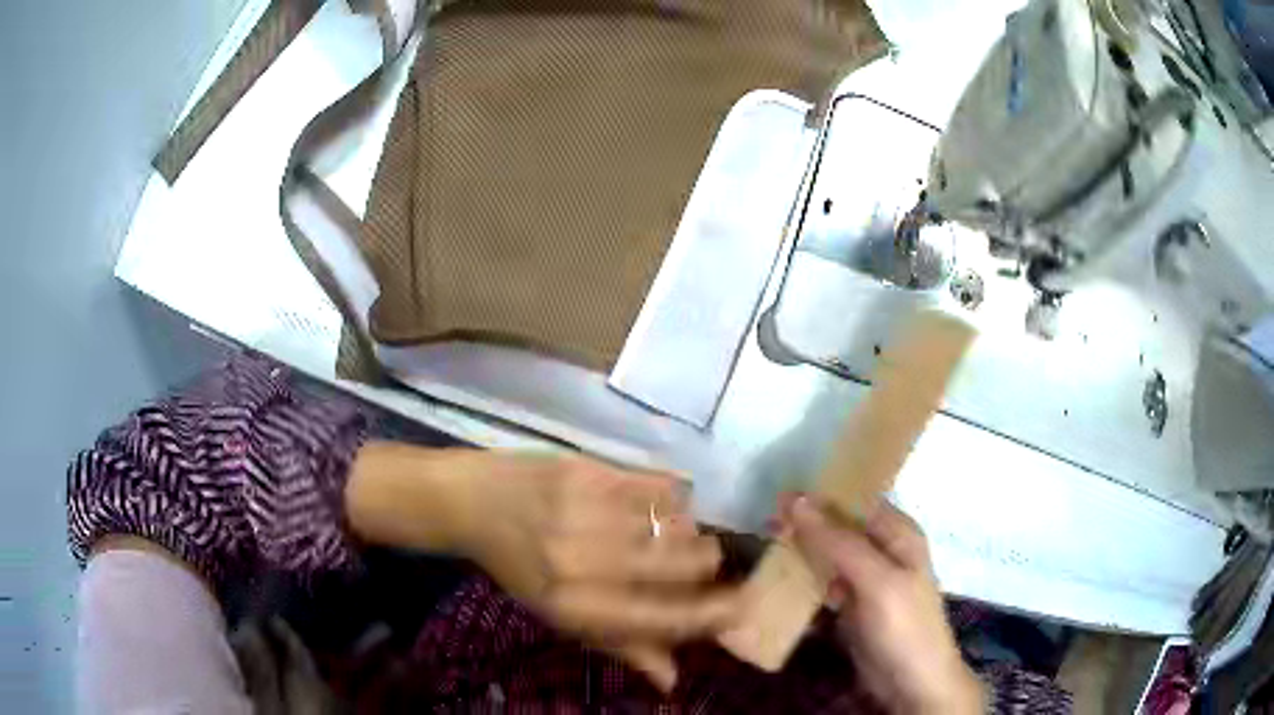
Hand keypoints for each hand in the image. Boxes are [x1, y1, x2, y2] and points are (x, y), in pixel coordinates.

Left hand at [453, 452, 741, 691]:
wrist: (475, 503)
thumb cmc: (520, 568)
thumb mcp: (562, 616)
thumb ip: (622, 646)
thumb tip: (673, 679)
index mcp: (578, 606)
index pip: (664, 618)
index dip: (710, 615)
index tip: (742, 607)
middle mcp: (588, 562)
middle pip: (686, 562)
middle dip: (706, 564)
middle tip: (699, 561)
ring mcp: (591, 512)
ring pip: (679, 522)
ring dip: (689, 531)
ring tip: (674, 531)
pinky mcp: (592, 471)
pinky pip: (661, 485)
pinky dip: (672, 498)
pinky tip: (660, 503)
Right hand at [783, 495, 983, 714]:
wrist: (910, 684)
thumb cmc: (903, 626)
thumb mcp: (876, 580)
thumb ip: (839, 542)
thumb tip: (797, 499)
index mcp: (897, 533)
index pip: (855, 499)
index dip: (820, 494)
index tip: (778, 494)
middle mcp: (882, 550)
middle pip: (838, 527)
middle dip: (804, 524)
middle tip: (763, 523)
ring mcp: (865, 580)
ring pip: (827, 555)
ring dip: (800, 552)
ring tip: (763, 547)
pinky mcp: (850, 607)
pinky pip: (822, 584)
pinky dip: (802, 581)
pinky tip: (775, 580)